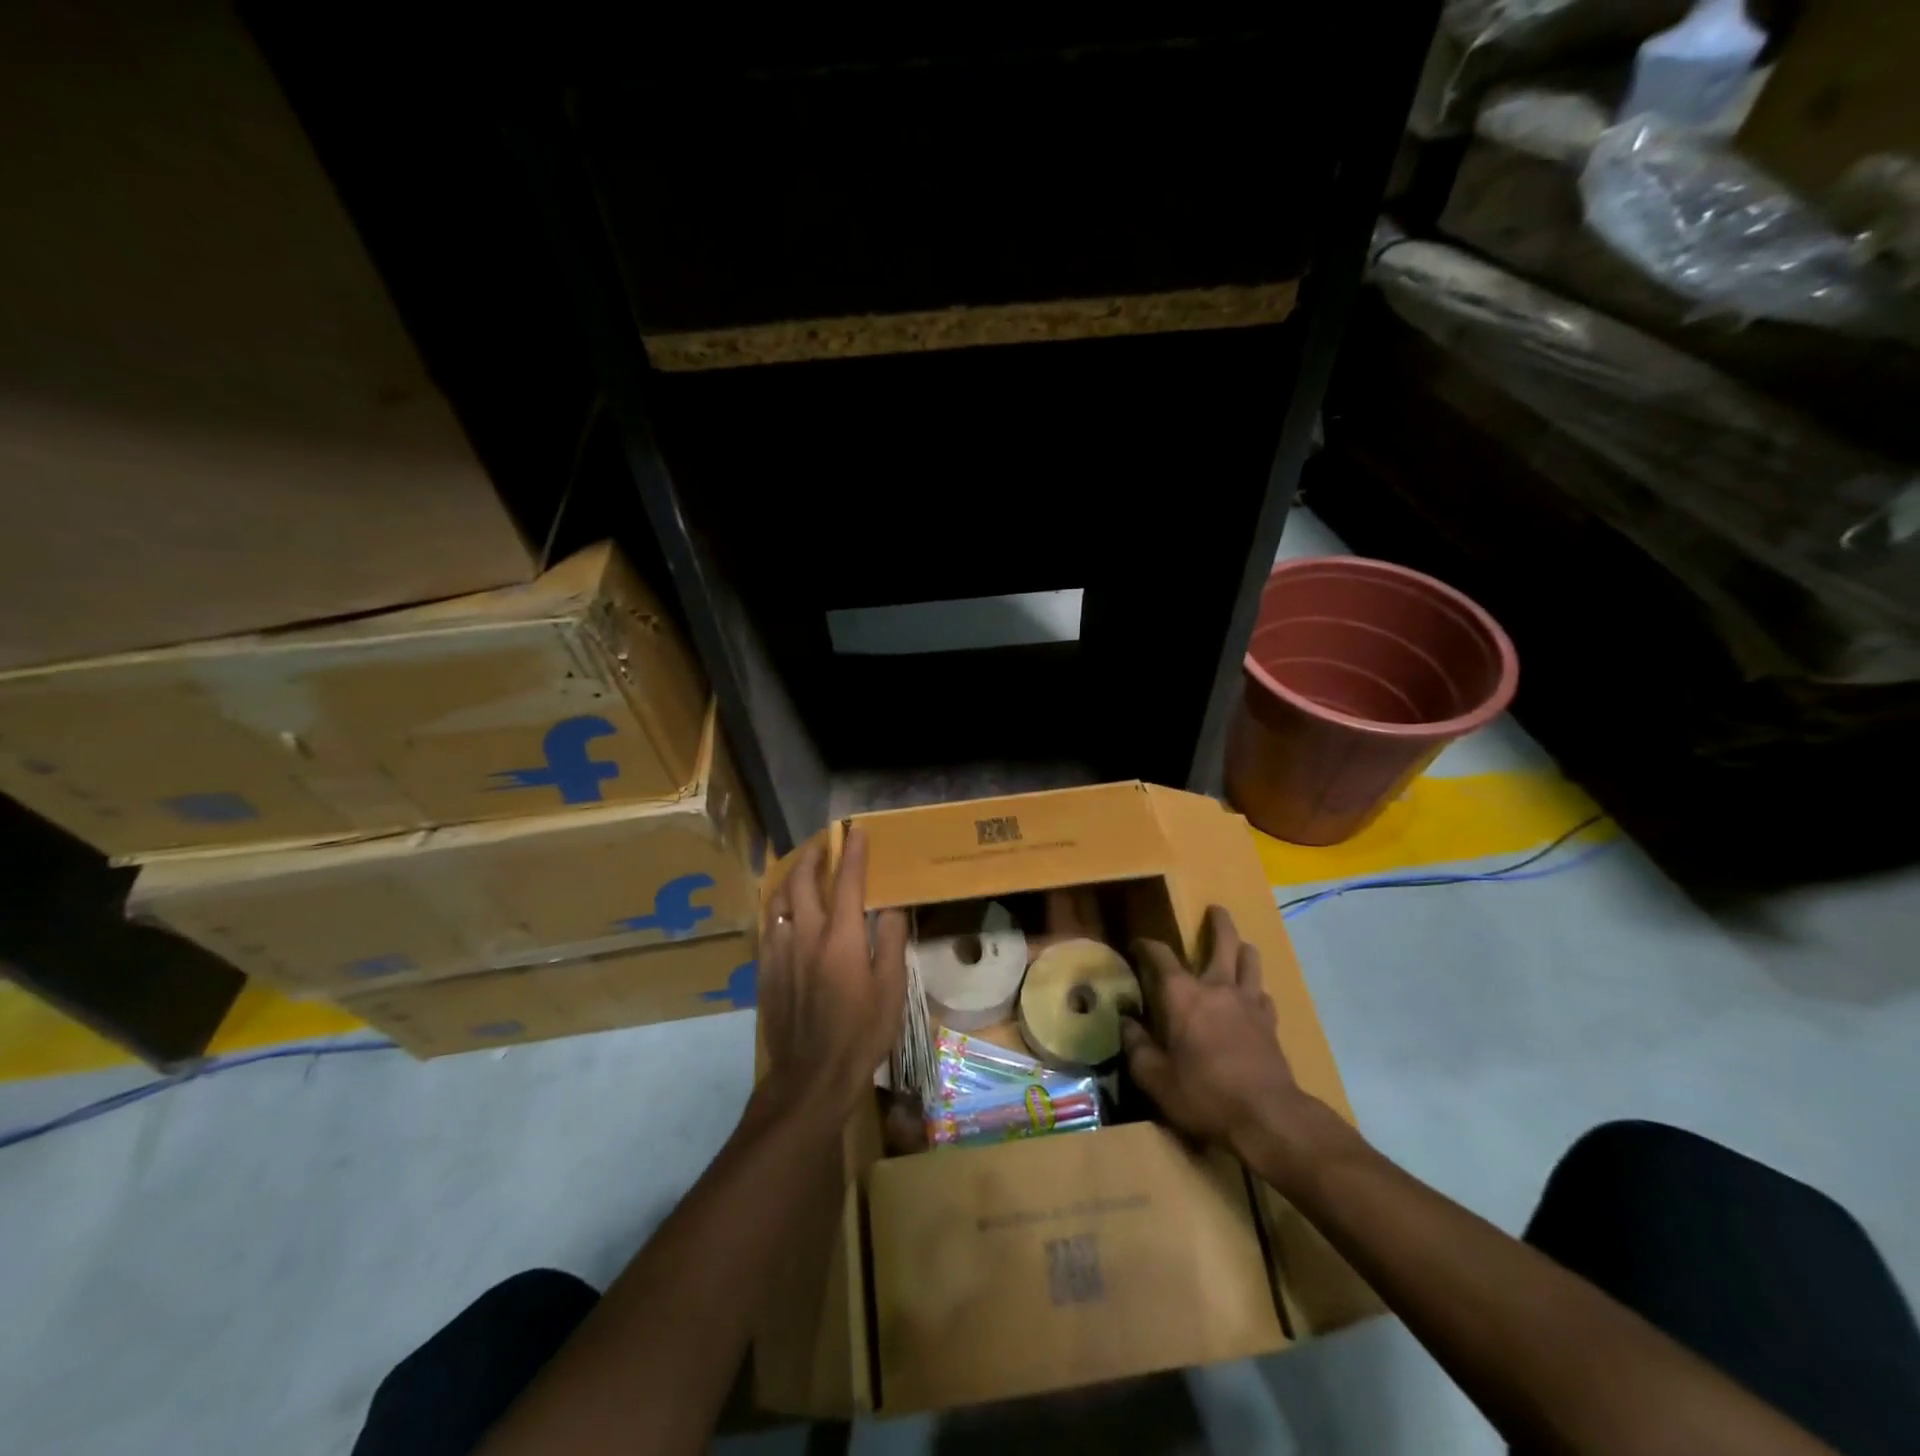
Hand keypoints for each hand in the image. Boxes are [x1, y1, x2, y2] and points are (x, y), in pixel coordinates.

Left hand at [758, 827, 906, 1117]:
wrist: (811, 1075)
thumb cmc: (861, 1032)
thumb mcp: (891, 989)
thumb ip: (889, 942)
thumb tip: (889, 908)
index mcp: (840, 938)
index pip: (847, 881)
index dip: (852, 852)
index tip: (855, 829)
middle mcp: (806, 935)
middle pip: (802, 881)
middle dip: (812, 855)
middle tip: (822, 843)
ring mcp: (780, 953)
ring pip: (778, 900)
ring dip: (789, 877)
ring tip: (800, 869)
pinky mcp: (765, 971)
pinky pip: (768, 926)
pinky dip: (778, 908)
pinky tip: (784, 912)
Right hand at [1124, 905, 1339, 1182]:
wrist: (1265, 1117)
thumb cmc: (1202, 1094)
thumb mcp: (1154, 1077)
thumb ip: (1136, 1046)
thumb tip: (1125, 1021)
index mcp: (1181, 994)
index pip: (1159, 954)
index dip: (1146, 945)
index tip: (1137, 945)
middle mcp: (1216, 987)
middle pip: (1222, 941)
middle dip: (1218, 922)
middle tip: (1215, 910)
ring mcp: (1248, 1002)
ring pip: (1250, 960)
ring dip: (1243, 948)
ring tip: (1239, 946)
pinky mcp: (1270, 1022)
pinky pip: (1263, 994)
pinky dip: (1255, 989)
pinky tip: (1253, 997)